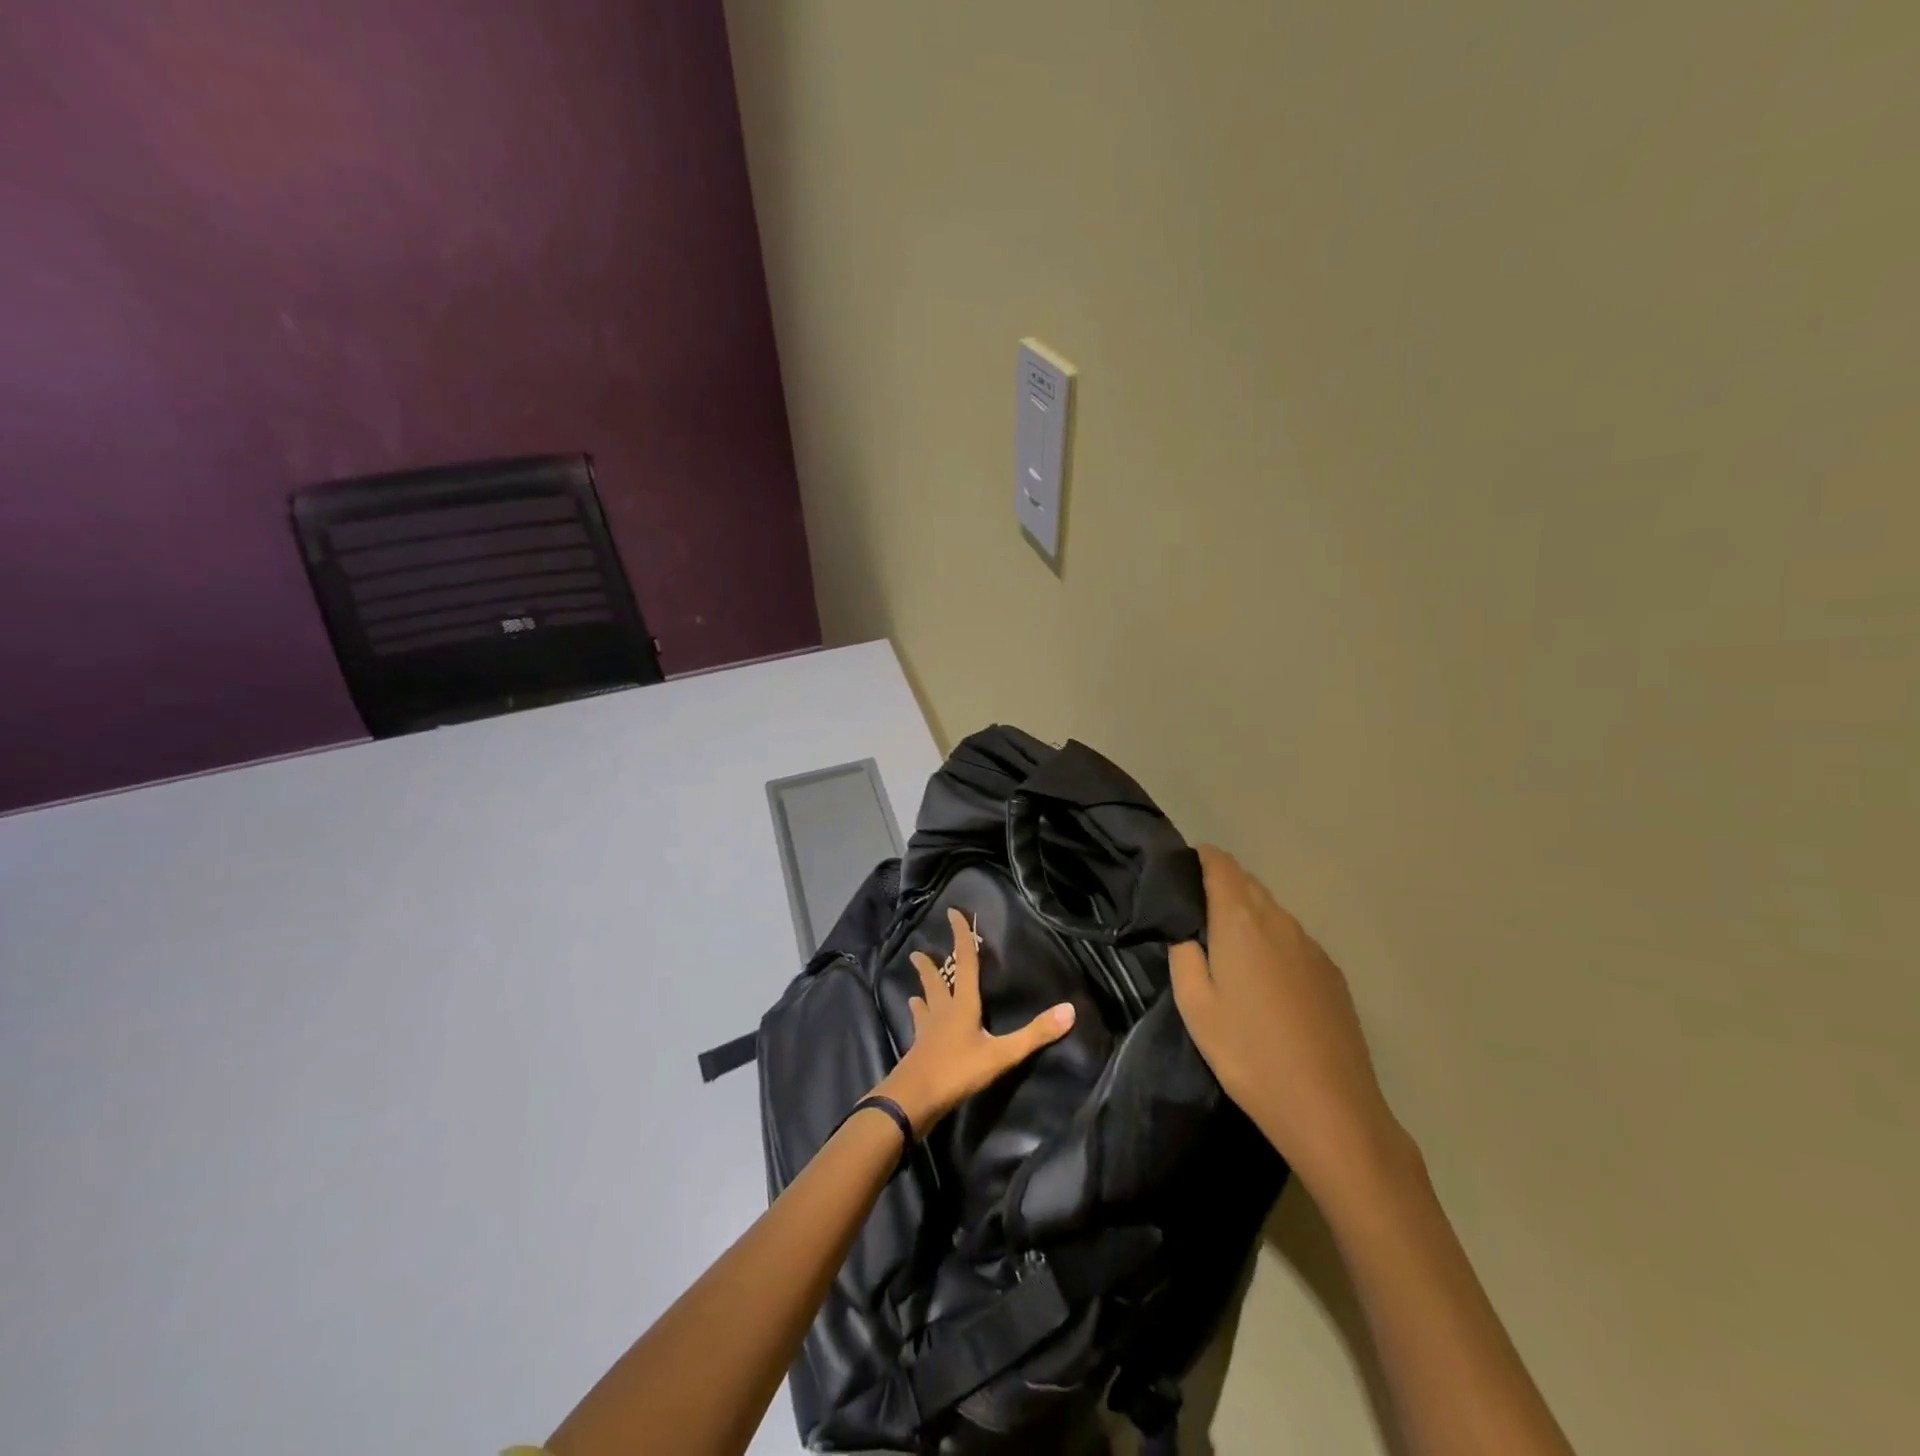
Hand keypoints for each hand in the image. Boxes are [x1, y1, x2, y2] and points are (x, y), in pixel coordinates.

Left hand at [876, 906, 1075, 1135]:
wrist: (914, 1099)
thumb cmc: (958, 1071)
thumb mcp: (1002, 1054)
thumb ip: (1034, 1034)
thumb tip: (1070, 1009)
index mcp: (963, 1005)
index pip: (965, 963)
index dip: (961, 937)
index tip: (951, 913)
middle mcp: (943, 1011)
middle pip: (936, 981)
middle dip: (929, 965)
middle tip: (918, 952)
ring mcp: (927, 1031)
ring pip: (925, 1003)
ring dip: (923, 991)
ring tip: (917, 987)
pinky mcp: (918, 1050)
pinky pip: (919, 1027)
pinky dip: (919, 1018)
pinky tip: (916, 1023)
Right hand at [1170, 845, 1406, 1198]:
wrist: (1330, 1109)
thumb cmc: (1248, 1054)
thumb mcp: (1195, 1005)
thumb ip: (1183, 954)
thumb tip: (1185, 930)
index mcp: (1241, 920)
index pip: (1220, 863)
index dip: (1198, 860)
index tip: (1177, 876)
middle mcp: (1279, 921)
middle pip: (1246, 883)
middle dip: (1218, 888)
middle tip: (1192, 918)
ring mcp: (1311, 946)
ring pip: (1271, 911)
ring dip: (1245, 917)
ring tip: (1225, 951)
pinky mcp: (1331, 973)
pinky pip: (1292, 939)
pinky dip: (1271, 942)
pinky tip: (1263, 981)